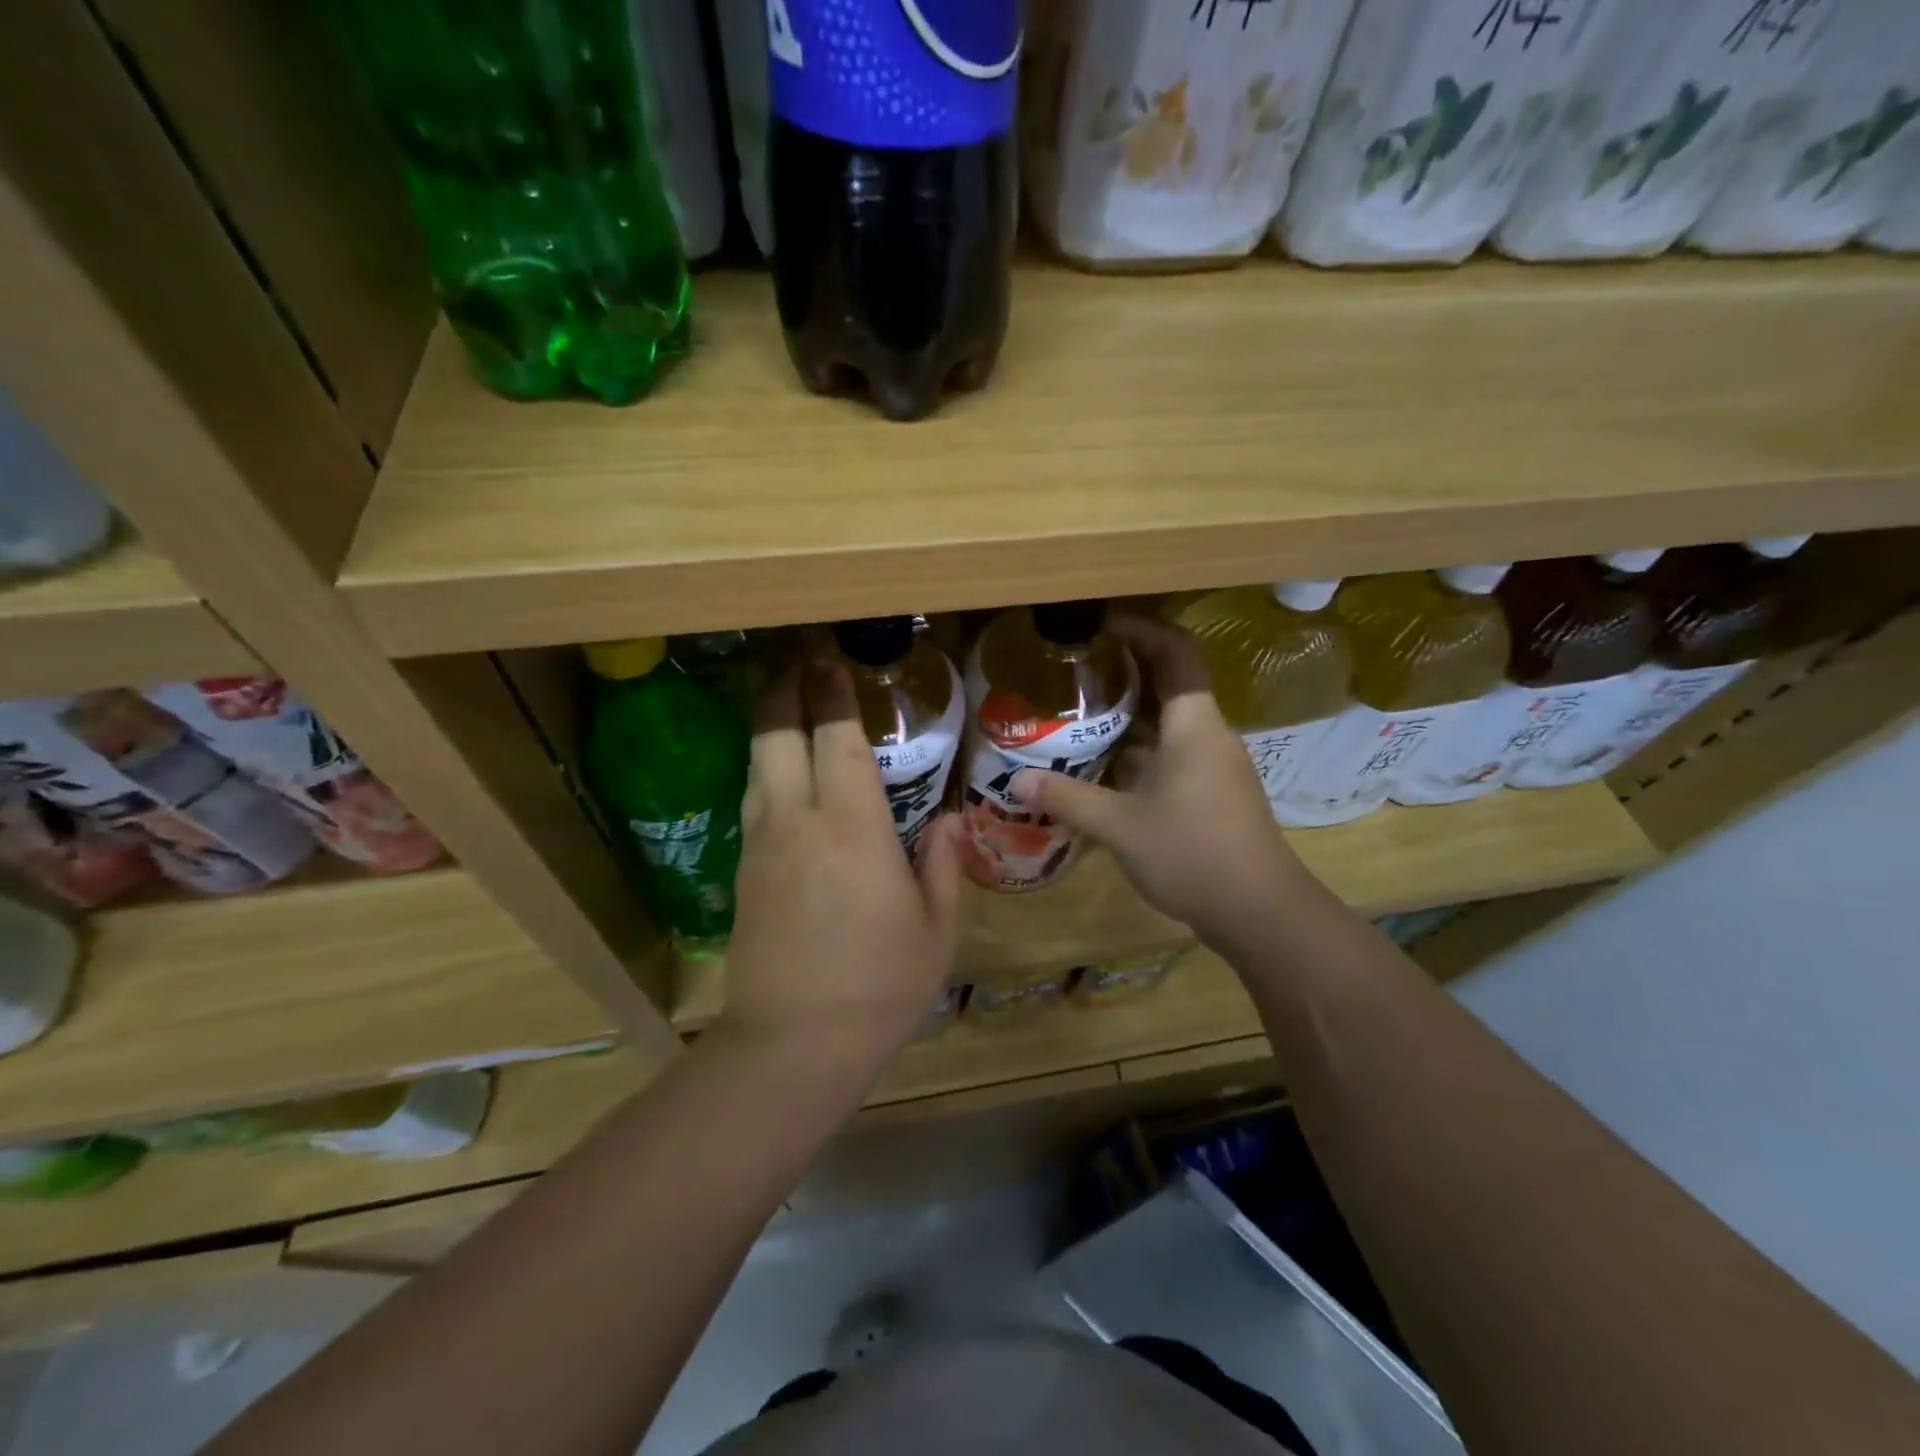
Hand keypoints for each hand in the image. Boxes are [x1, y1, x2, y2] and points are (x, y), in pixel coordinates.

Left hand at [717, 657, 960, 1091]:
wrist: (791, 1046)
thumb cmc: (877, 987)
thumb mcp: (935, 931)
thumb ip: (942, 865)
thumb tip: (947, 820)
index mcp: (853, 828)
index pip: (836, 739)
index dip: (833, 692)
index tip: (830, 657)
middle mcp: (798, 822)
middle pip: (776, 735)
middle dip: (784, 689)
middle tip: (797, 659)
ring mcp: (762, 845)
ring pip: (756, 764)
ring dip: (768, 724)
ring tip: (783, 701)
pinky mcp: (743, 872)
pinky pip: (753, 801)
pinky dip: (765, 769)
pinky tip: (778, 771)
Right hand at [1011, 615, 1305, 950]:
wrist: (1260, 911)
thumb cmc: (1192, 854)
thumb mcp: (1119, 826)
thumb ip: (1067, 799)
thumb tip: (1016, 782)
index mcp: (1195, 726)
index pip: (1176, 653)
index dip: (1144, 630)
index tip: (1104, 624)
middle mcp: (1212, 735)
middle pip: (1177, 680)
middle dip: (1133, 664)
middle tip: (1083, 664)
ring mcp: (1220, 764)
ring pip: (1178, 718)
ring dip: (1139, 707)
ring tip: (1089, 708)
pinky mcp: (1220, 791)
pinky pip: (1181, 748)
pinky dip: (1148, 741)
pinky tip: (1114, 762)